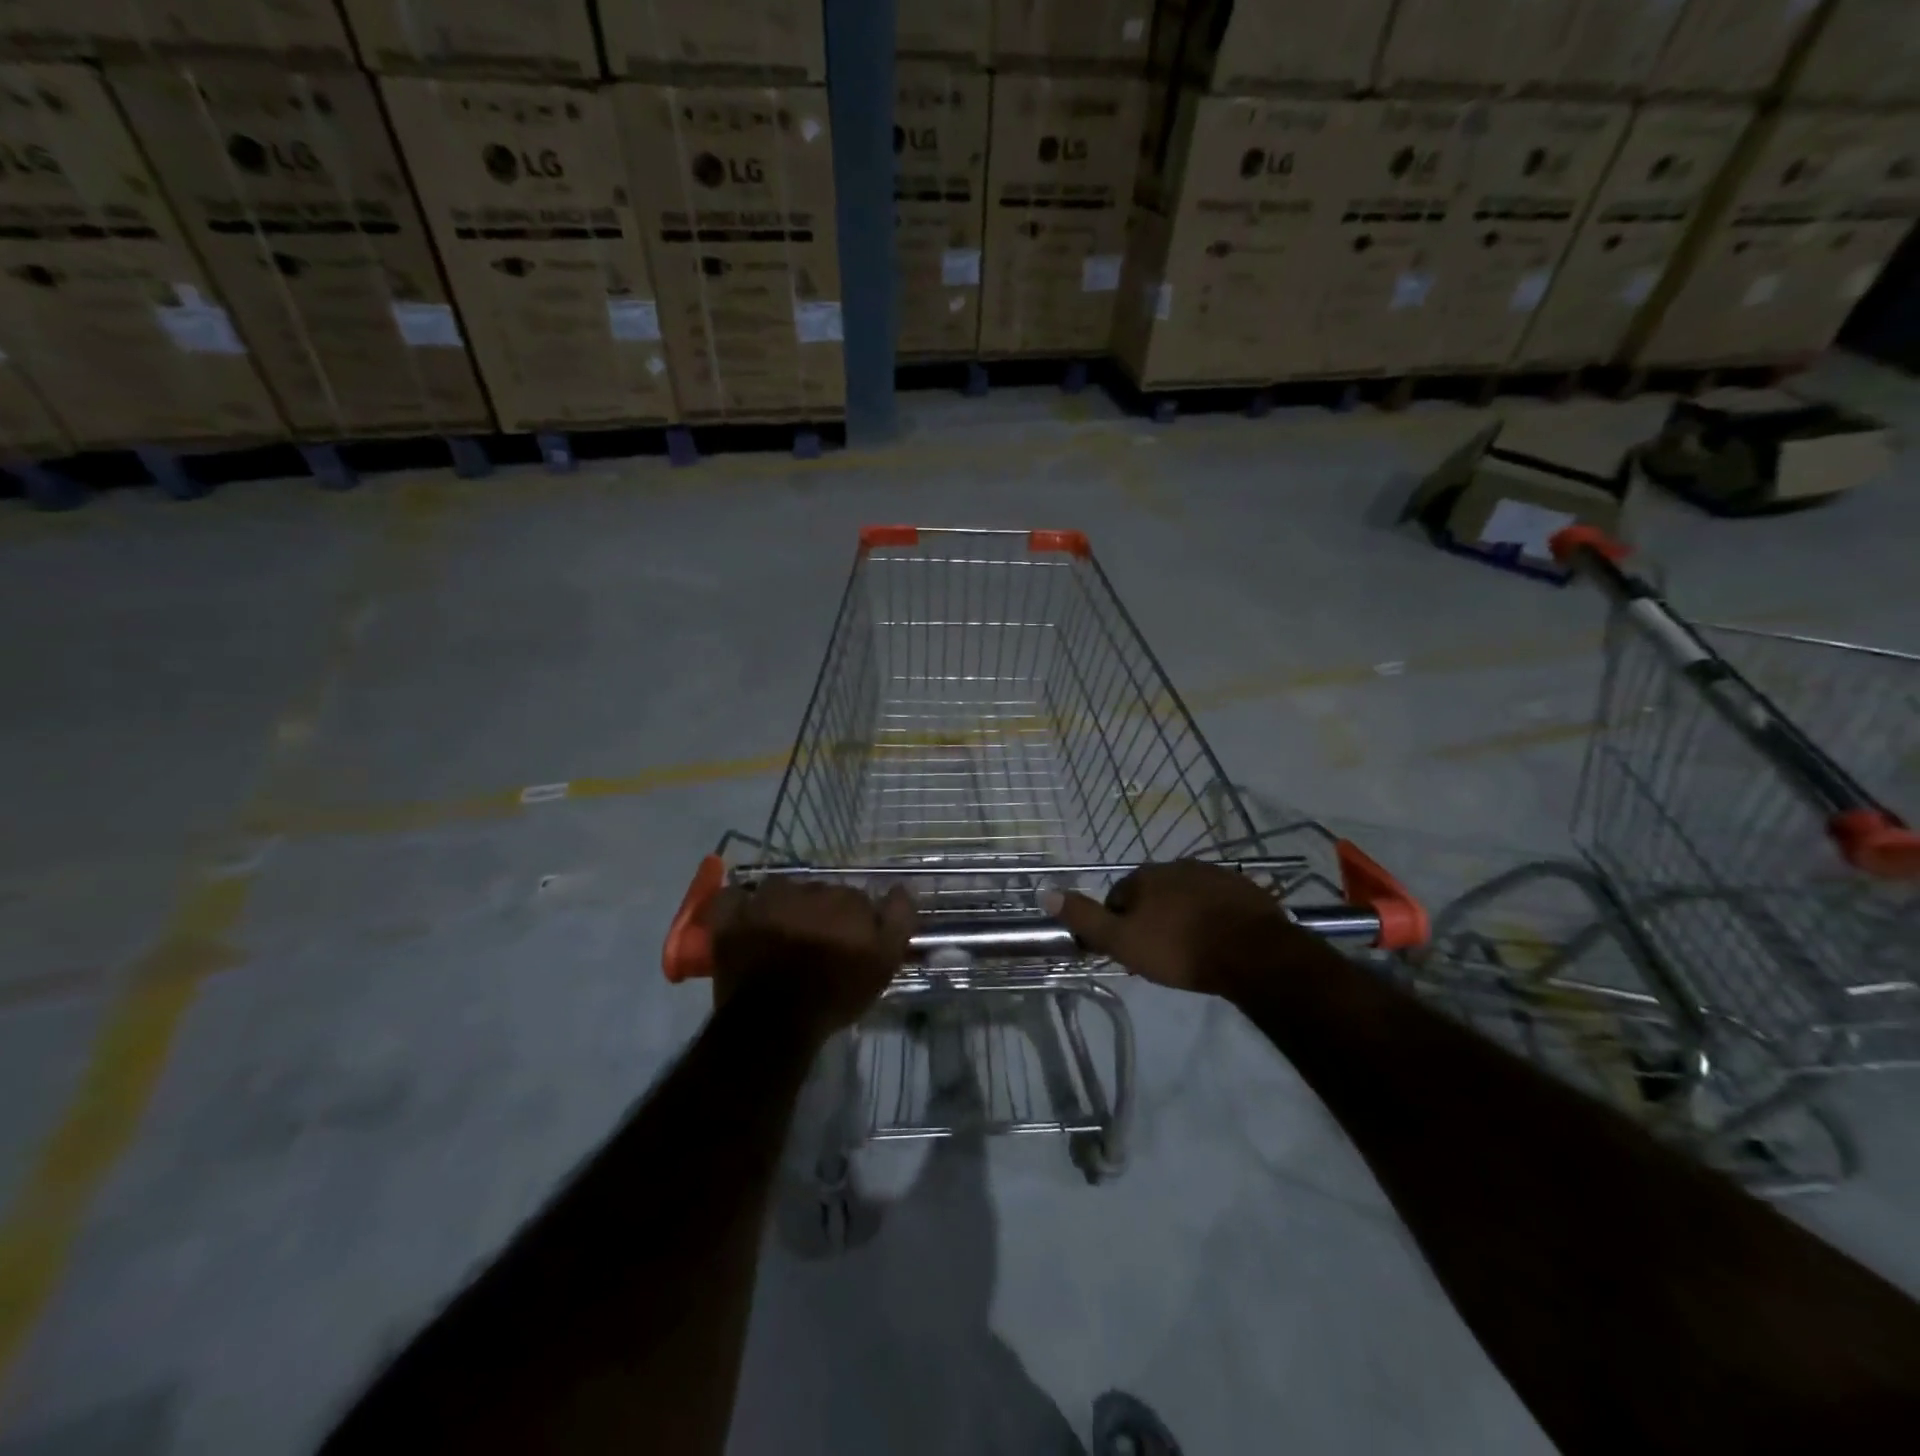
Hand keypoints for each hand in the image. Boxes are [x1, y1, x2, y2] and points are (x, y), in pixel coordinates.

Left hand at [711, 879, 917, 1035]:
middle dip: (821, 914)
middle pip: (819, 894)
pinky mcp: (732, 917)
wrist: (776, 1020)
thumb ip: (898, 920)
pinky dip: (739, 903)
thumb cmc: (835, 993)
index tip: (851, 946)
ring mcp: (765, 900)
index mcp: (844, 899)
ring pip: (780, 891)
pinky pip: (733, 897)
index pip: (856, 900)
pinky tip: (745, 916)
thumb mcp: (884, 962)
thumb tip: (900, 888)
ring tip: (783, 935)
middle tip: (818, 946)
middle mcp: (806, 889)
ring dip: (784, 906)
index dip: (855, 923)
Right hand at [1043, 860, 1298, 994]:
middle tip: (1160, 954)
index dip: (1119, 925)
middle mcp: (1176, 866)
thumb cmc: (1180, 949)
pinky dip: (1212, 916)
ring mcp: (1213, 874)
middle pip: (1152, 894)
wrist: (1253, 954)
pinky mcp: (1244, 888)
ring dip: (1182, 916)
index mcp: (1144, 876)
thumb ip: (1084, 918)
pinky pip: (1217, 901)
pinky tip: (1219, 940)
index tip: (1131, 952)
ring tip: (1190, 950)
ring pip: (1185, 896)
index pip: (1117, 898)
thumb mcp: (1122, 941)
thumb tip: (1045, 892)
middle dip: (1151, 918)